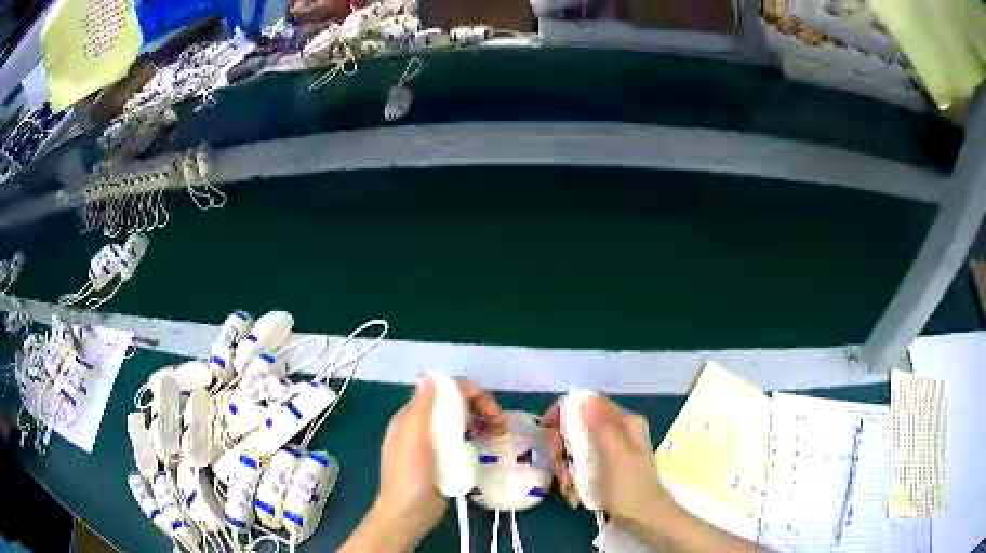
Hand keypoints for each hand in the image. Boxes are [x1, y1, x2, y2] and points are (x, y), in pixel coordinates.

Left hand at [341, 375, 504, 551]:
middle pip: (454, 404)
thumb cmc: (409, 475)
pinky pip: (463, 441)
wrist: (408, 513)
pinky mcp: (444, 460)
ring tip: (500, 432)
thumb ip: (421, 407)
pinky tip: (489, 444)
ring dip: (481, 421)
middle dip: (479, 406)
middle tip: (500, 421)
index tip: (490, 408)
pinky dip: (477, 437)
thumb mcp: (413, 439)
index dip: (468, 392)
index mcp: (411, 416)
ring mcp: (434, 444)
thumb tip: (430, 375)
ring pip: (461, 422)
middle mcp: (422, 426)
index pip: (442, 390)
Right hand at [542, 394, 677, 524]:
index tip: (546, 429)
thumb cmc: (630, 487)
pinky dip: (572, 478)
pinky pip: (578, 465)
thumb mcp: (616, 455)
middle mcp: (616, 432)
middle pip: (576, 428)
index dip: (563, 412)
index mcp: (624, 422)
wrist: (642, 518)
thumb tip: (585, 398)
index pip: (588, 404)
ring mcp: (608, 450)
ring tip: (569, 487)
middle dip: (562, 448)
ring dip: (565, 468)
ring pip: (574, 449)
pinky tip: (575, 493)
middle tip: (561, 468)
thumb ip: (602, 426)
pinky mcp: (602, 467)